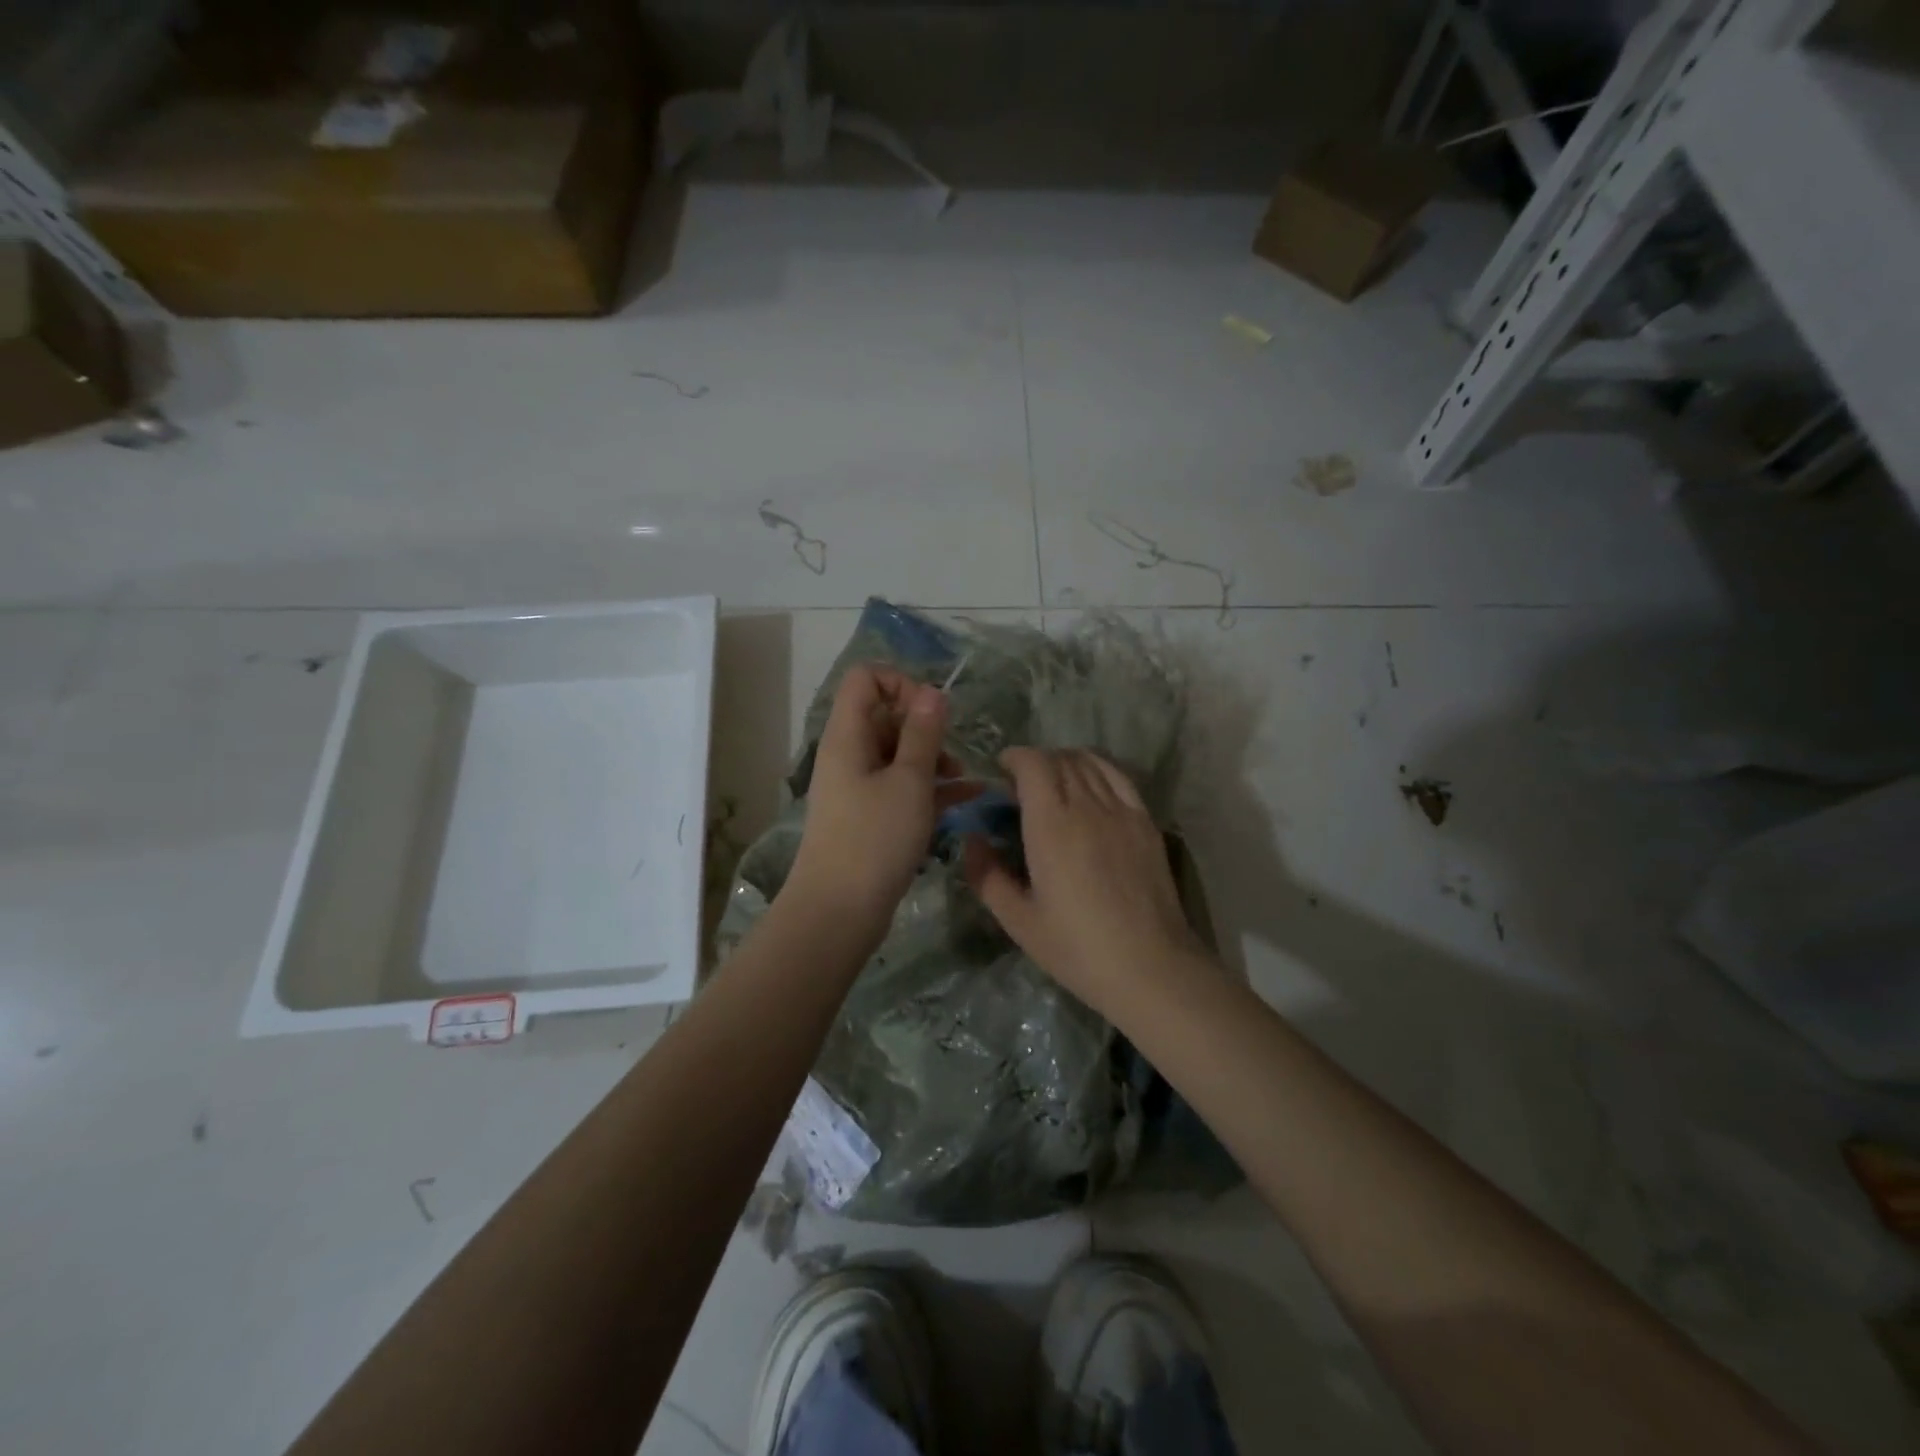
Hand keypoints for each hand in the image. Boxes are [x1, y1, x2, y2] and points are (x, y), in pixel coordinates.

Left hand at [786, 664, 949, 930]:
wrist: (839, 912)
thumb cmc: (875, 839)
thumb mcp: (909, 781)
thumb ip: (923, 733)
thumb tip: (932, 692)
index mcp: (848, 736)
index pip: (865, 679)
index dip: (901, 683)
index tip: (931, 713)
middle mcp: (849, 754)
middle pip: (886, 716)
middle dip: (924, 726)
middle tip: (952, 751)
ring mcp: (859, 786)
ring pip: (898, 753)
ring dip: (933, 758)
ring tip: (964, 779)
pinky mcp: (870, 816)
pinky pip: (902, 786)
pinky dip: (931, 787)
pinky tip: (970, 798)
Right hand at [964, 748, 1202, 1016]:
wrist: (1150, 966)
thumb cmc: (1077, 948)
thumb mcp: (1018, 921)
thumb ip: (987, 876)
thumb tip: (973, 841)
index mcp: (1051, 825)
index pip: (1033, 763)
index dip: (1014, 758)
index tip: (1000, 773)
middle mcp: (1087, 805)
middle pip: (1059, 758)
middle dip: (1035, 763)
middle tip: (1021, 788)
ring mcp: (1122, 810)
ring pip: (1089, 762)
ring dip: (1065, 763)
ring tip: (1054, 785)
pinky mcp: (1146, 821)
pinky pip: (1118, 776)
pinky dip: (1097, 769)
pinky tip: (1090, 788)